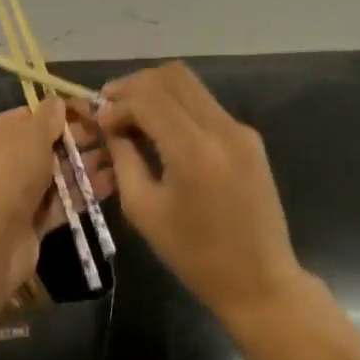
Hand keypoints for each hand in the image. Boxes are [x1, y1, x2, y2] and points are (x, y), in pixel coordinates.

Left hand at [0, 99, 112, 299]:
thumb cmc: (10, 171)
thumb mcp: (32, 134)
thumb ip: (49, 117)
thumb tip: (58, 101)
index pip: (34, 115)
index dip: (63, 112)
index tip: (94, 111)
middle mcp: (5, 159)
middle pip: (47, 145)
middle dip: (79, 140)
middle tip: (112, 137)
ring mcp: (18, 192)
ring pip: (57, 175)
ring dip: (85, 167)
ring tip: (120, 159)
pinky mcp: (32, 221)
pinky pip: (61, 202)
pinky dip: (83, 194)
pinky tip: (112, 185)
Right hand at [92, 63, 305, 324]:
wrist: (260, 283)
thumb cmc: (195, 255)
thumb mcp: (144, 210)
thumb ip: (123, 159)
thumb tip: (110, 127)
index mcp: (193, 150)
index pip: (147, 97)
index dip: (117, 102)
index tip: (99, 120)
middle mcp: (221, 128)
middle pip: (171, 76)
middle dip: (136, 85)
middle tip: (112, 106)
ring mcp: (240, 130)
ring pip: (190, 84)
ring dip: (157, 91)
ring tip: (133, 116)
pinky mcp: (250, 137)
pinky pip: (206, 105)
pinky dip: (178, 106)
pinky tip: (162, 131)